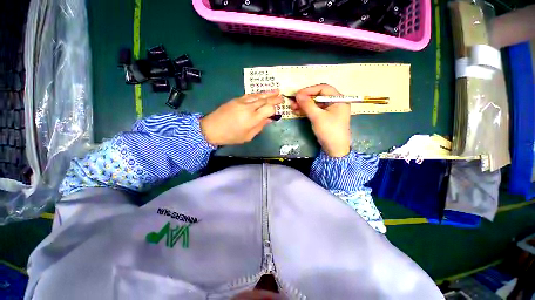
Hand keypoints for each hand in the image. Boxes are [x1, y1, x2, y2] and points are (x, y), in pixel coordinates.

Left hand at [201, 91, 282, 145]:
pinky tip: (262, 93)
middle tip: (282, 97)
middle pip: (265, 100)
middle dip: (274, 98)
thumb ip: (260, 127)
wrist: (211, 128)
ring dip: (268, 93)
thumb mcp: (248, 136)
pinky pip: (250, 95)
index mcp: (252, 119)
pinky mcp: (236, 99)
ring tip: (276, 91)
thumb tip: (269, 119)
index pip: (268, 109)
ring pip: (258, 95)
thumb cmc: (231, 136)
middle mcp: (248, 108)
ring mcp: (241, 102)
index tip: (277, 111)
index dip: (274, 109)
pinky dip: (258, 94)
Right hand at [291, 84, 350, 156]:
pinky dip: (306, 110)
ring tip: (292, 107)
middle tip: (293, 101)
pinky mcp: (324, 117)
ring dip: (304, 105)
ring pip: (315, 104)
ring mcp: (329, 111)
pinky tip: (297, 111)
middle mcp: (335, 103)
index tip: (298, 94)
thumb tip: (298, 94)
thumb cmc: (329, 131)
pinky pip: (315, 111)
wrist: (334, 149)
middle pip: (318, 96)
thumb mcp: (317, 117)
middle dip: (305, 99)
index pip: (323, 88)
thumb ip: (307, 105)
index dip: (309, 90)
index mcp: (338, 99)